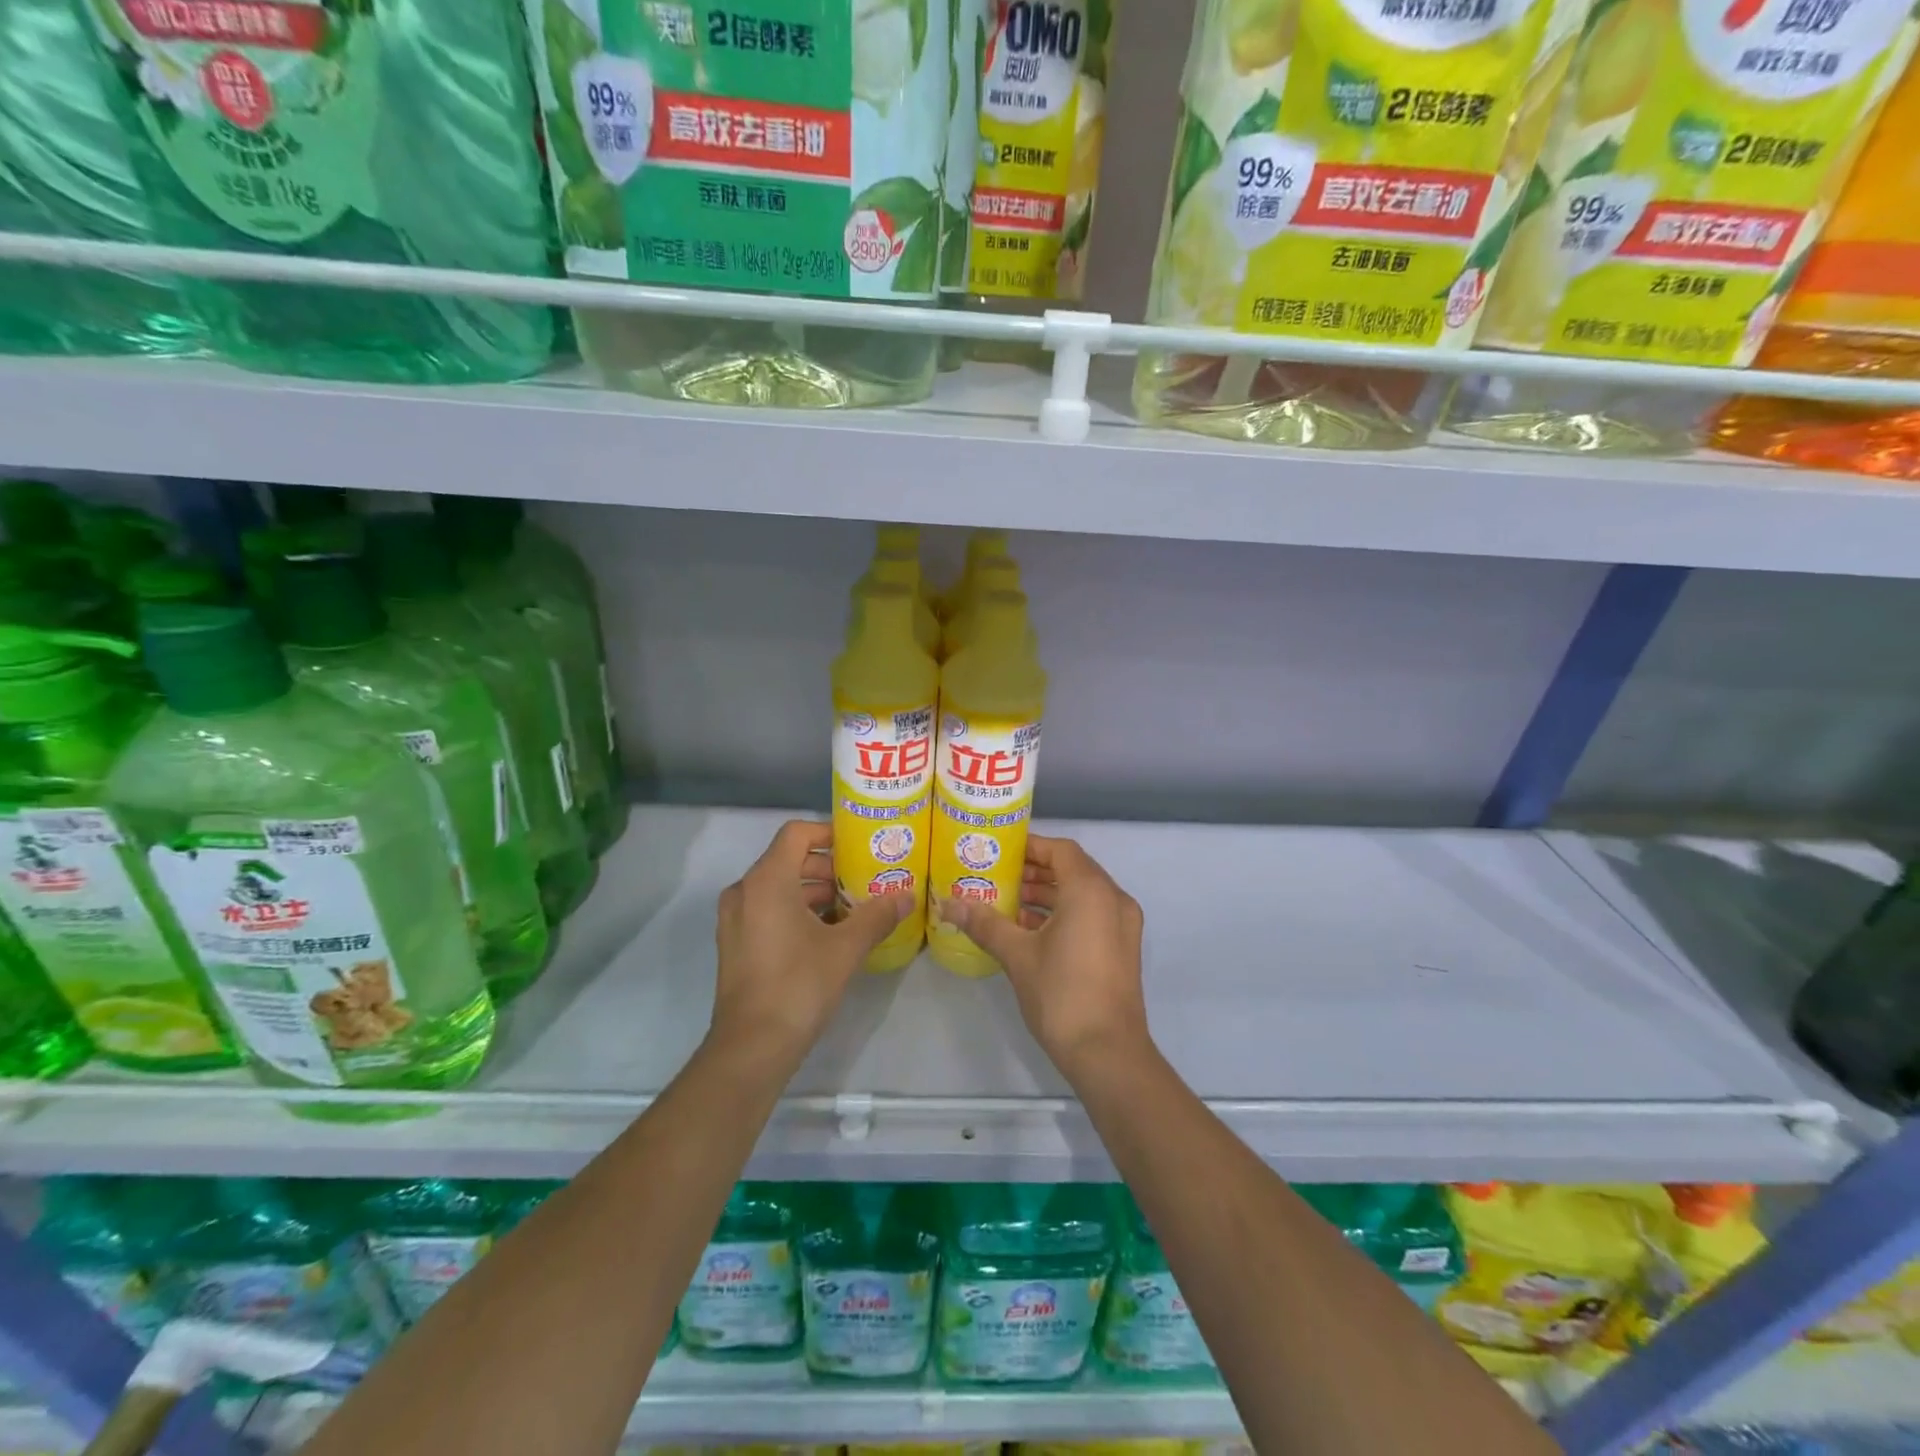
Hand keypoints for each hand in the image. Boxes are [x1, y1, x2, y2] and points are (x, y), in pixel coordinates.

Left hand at [711, 820, 910, 1061]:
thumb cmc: (799, 984)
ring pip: (778, 887)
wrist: (752, 1046)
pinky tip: (827, 933)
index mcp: (767, 880)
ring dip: (813, 891)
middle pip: (788, 860)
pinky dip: (795, 910)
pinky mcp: (735, 943)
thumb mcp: (846, 947)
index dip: (828, 833)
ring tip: (852, 907)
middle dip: (827, 866)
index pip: (796, 833)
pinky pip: (767, 910)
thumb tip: (906, 897)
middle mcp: (745, 891)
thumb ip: (877, 916)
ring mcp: (735, 919)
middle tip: (863, 878)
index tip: (858, 846)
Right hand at [939, 836, 1151, 1083]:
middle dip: (1035, 871)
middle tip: (998, 875)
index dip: (1030, 846)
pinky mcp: (1122, 948)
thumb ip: (985, 923)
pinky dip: (1064, 913)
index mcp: (1091, 891)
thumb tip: (948, 903)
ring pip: (1082, 894)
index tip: (1000, 851)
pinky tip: (1029, 929)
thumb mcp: (1017, 955)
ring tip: (1008, 901)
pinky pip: (1091, 914)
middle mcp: (1113, 899)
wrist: (1107, 1053)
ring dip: (1048, 893)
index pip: (1060, 850)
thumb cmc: (1062, 994)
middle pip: (1072, 869)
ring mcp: (1122, 925)